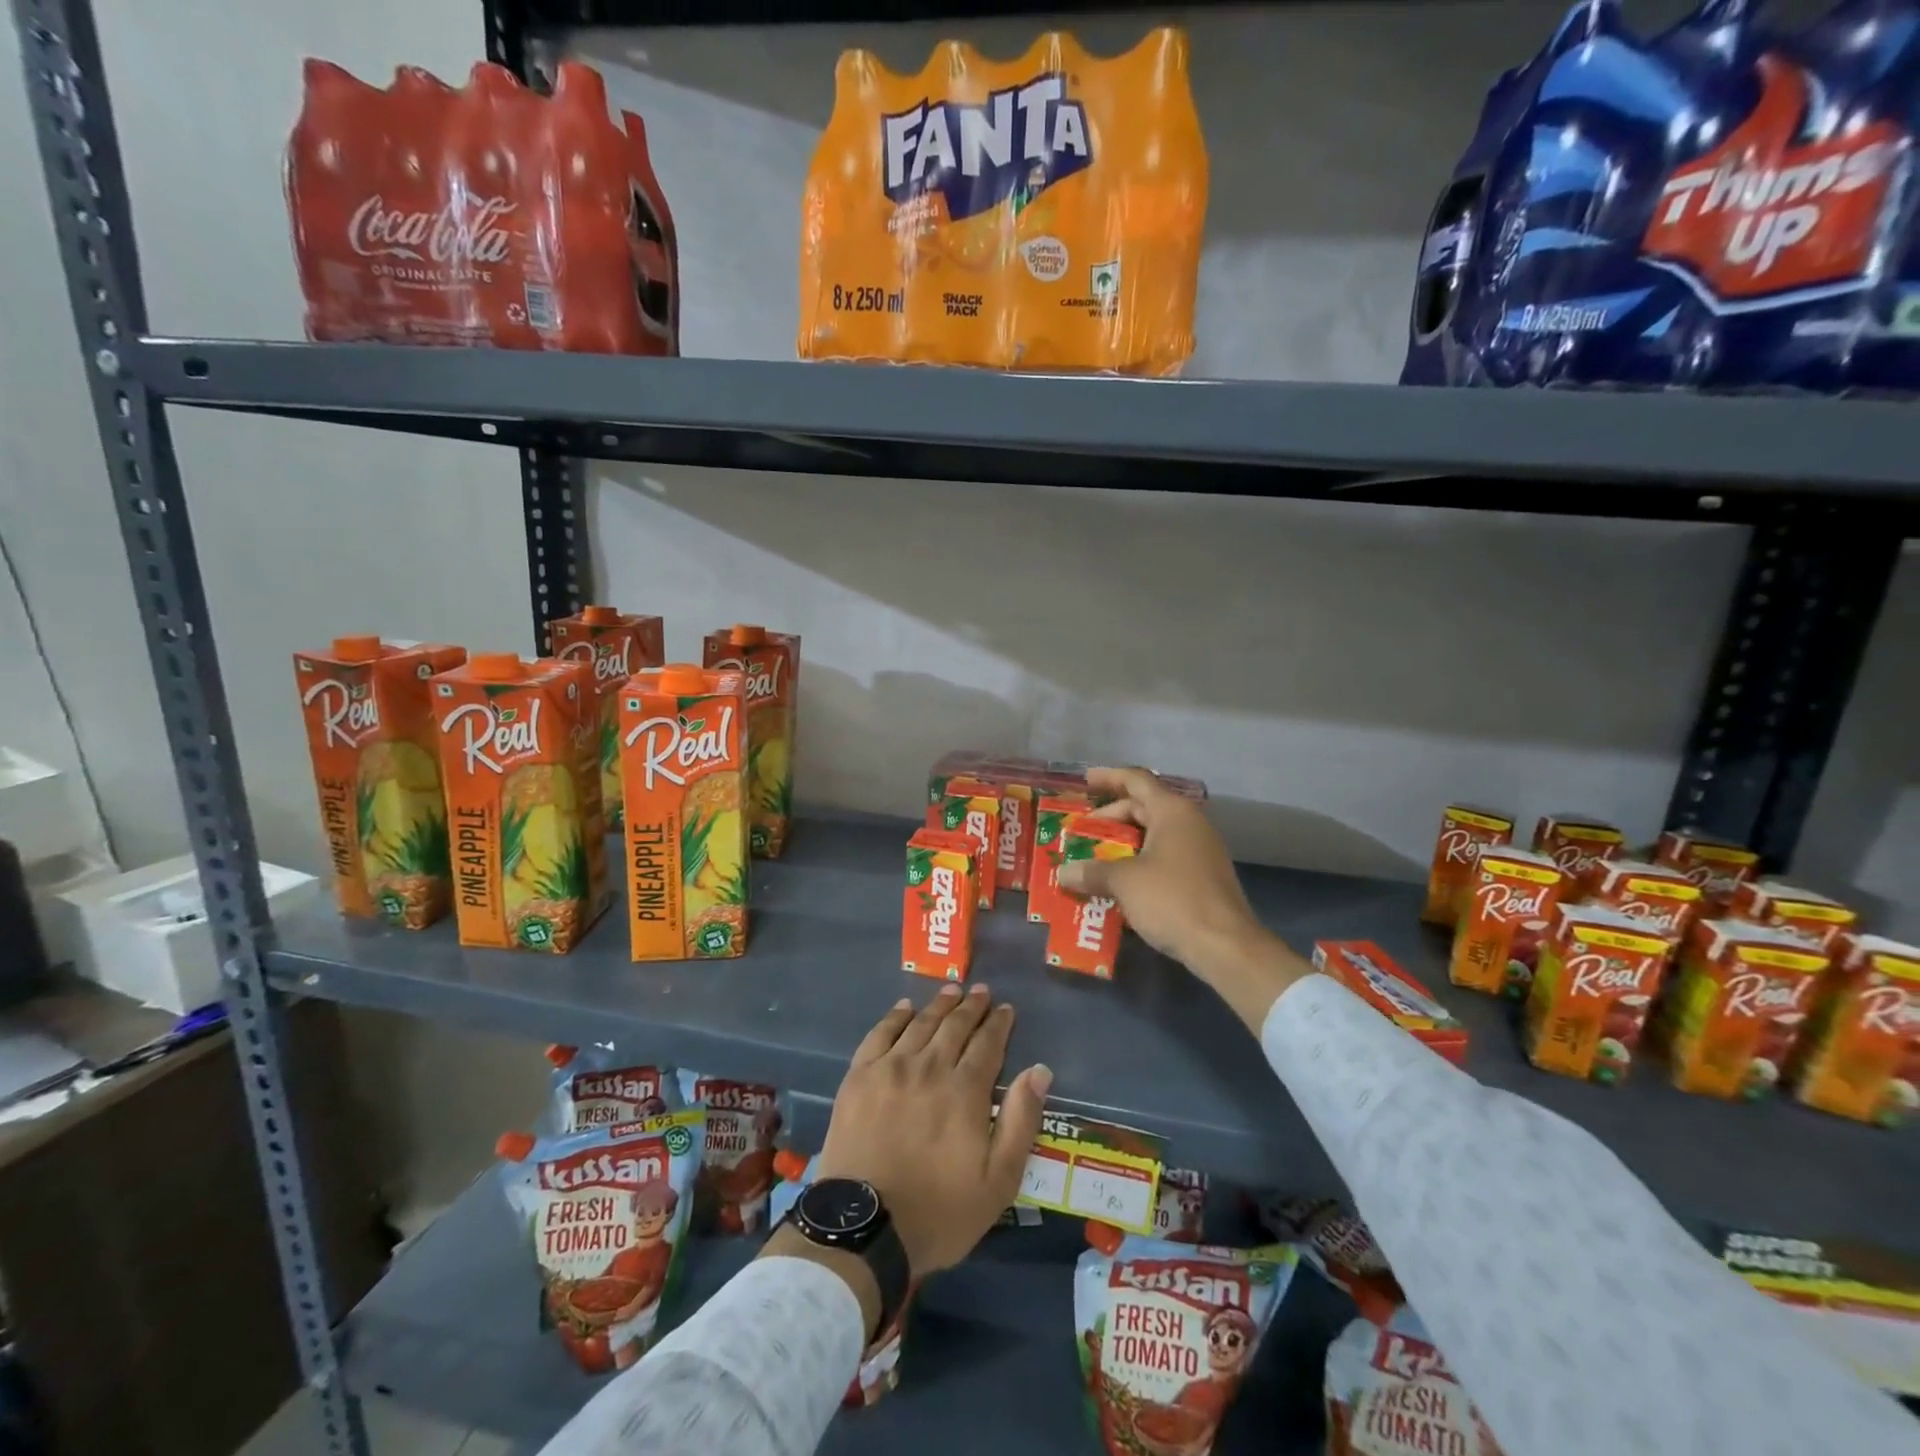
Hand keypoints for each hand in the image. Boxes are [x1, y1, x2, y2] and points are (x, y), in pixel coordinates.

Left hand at [814, 984, 1050, 1277]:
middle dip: (972, 1006)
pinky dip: (896, 1016)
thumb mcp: (998, 1181)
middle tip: (981, 991)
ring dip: (939, 1005)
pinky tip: (905, 1007)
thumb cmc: (939, 1212)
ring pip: (920, 1024)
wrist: (864, 1229)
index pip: (988, 1044)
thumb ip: (1021, 1121)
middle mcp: (929, 1067)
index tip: (1006, 1008)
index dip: (999, 1024)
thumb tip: (1040, 1070)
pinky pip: (880, 1034)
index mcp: (965, 1091)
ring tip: (952, 990)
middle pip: (954, 1026)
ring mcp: (890, 1068)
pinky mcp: (859, 1077)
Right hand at [1055, 766, 1307, 1030]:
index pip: (1136, 780)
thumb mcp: (1124, 882)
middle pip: (1144, 807)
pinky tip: (1121, 883)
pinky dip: (1140, 862)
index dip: (1108, 777)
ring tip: (1095, 857)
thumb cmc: (1172, 900)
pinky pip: (1165, 857)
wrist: (1225, 946)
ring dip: (1124, 843)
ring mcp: (1200, 850)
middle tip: (1082, 832)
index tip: (1084, 780)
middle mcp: (1189, 823)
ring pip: (1154, 834)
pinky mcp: (1203, 876)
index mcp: (1172, 812)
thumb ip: (1091, 871)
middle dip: (1111, 818)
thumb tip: (1064, 873)